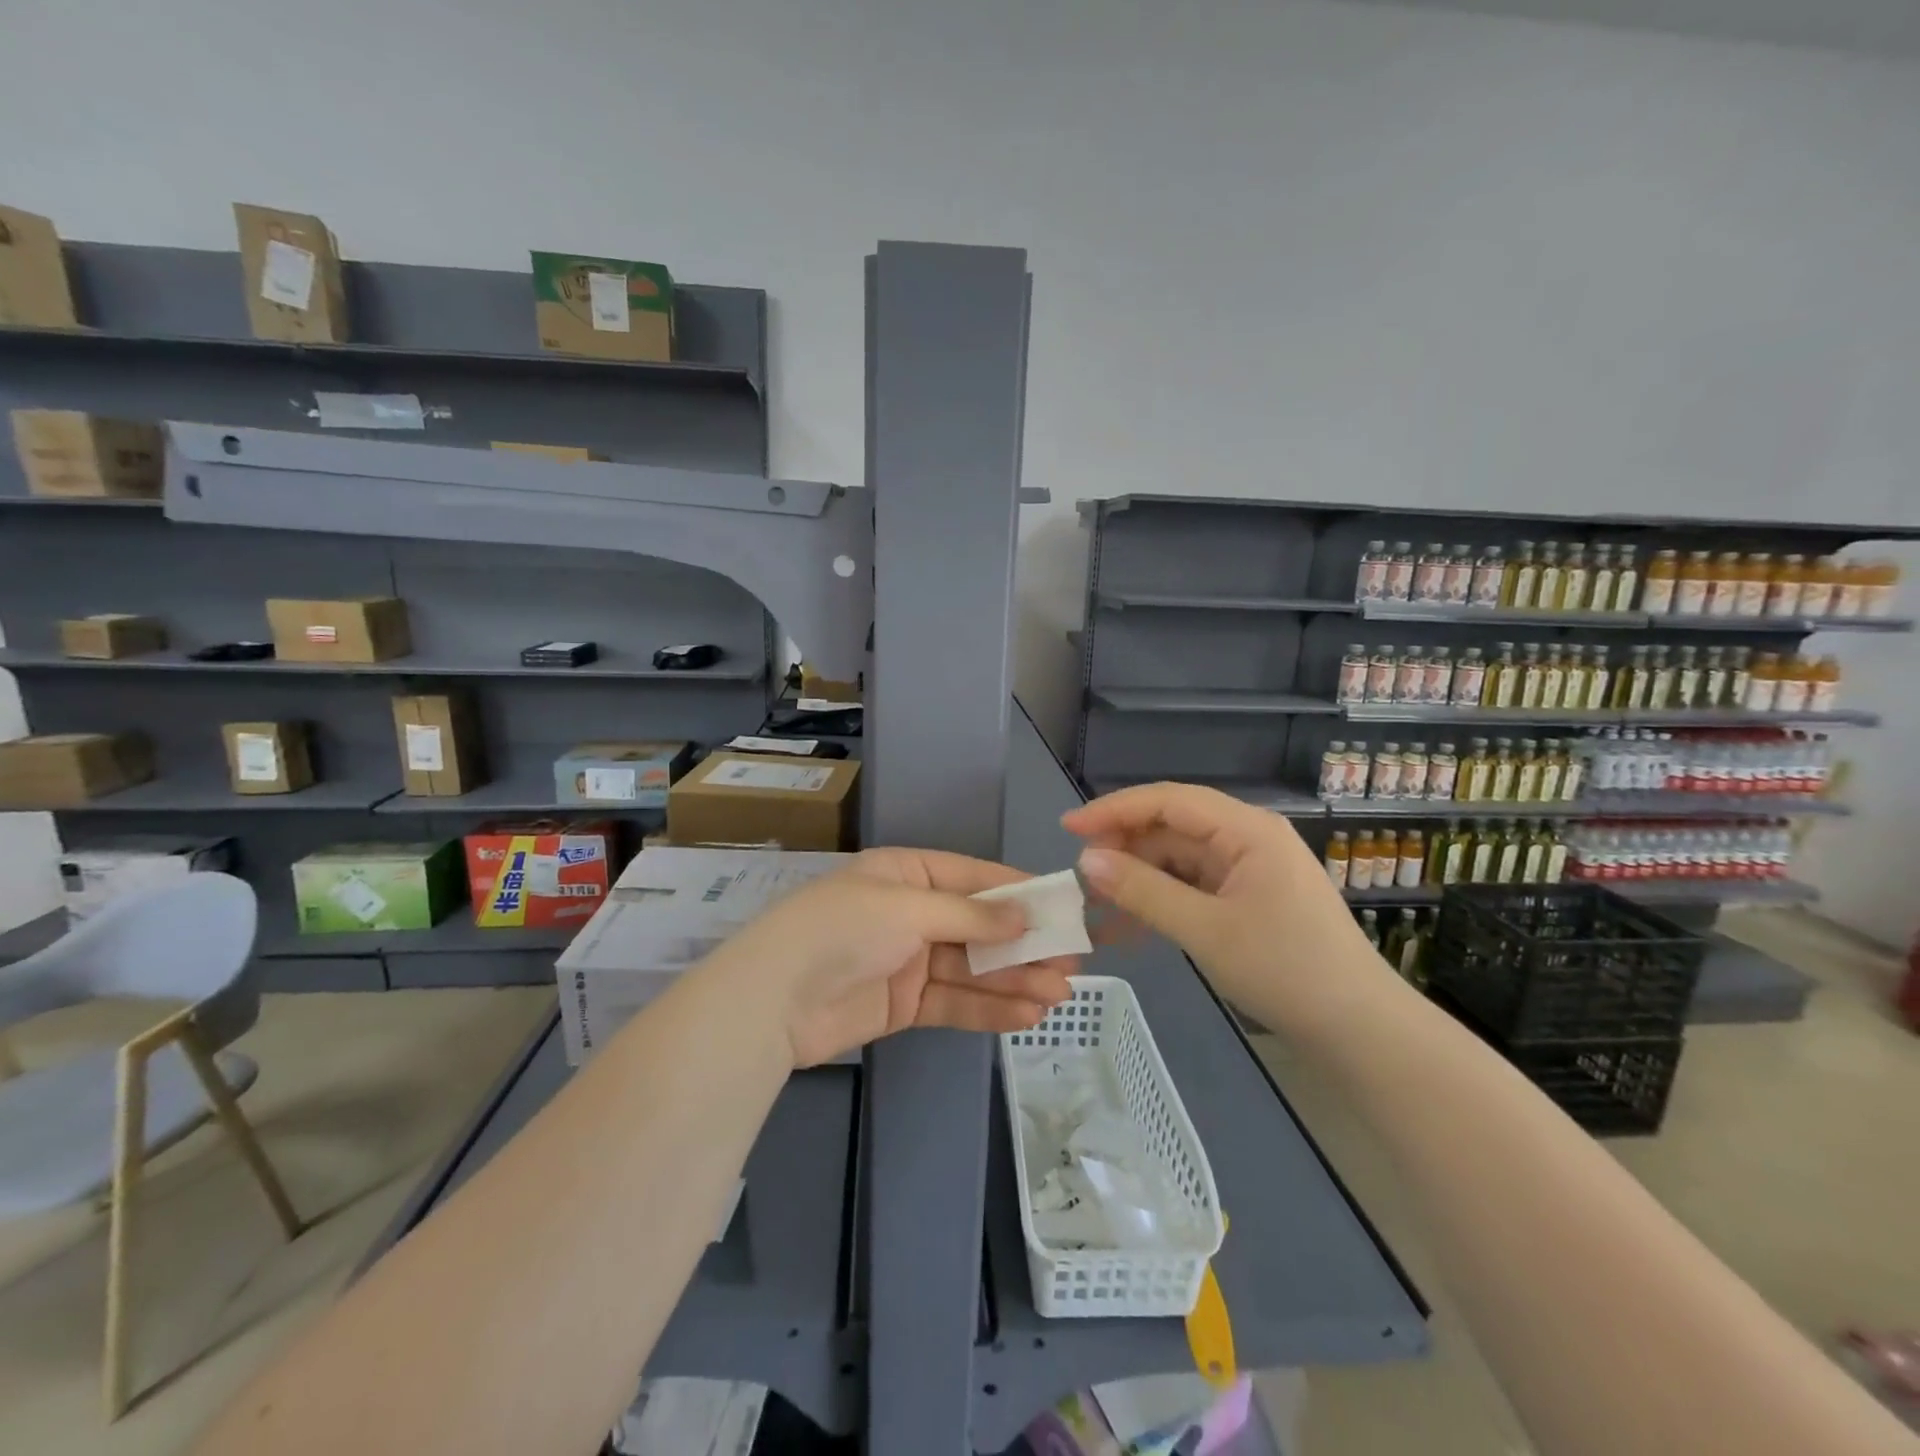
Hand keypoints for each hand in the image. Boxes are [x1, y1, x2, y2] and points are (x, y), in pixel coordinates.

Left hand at [716, 848, 1078, 1068]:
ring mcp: (907, 960)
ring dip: (1013, 979)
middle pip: (977, 926)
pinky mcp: (903, 1004)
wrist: (772, 1001)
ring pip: (971, 967)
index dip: (1017, 891)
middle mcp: (909, 912)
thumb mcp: (908, 909)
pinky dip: (988, 1007)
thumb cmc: (842, 930)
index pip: (972, 877)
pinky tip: (1026, 1014)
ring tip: (1058, 994)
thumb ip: (970, 916)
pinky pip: (953, 1001)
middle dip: (1022, 944)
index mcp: (905, 874)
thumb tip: (1025, 918)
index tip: (1060, 906)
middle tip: (1070, 962)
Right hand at [1062, 782, 1384, 1031]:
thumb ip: (1143, 891)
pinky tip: (1127, 927)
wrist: (1358, 1030)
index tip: (1068, 829)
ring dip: (1137, 878)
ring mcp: (1248, 869)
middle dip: (1123, 848)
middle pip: (1171, 827)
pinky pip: (1192, 886)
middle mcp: (1247, 838)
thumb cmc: (1286, 970)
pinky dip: (1160, 901)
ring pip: (1177, 859)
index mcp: (1247, 830)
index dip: (1114, 809)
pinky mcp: (1247, 897)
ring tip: (1095, 906)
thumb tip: (1086, 861)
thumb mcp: (1205, 930)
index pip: (1169, 800)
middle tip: (1079, 877)